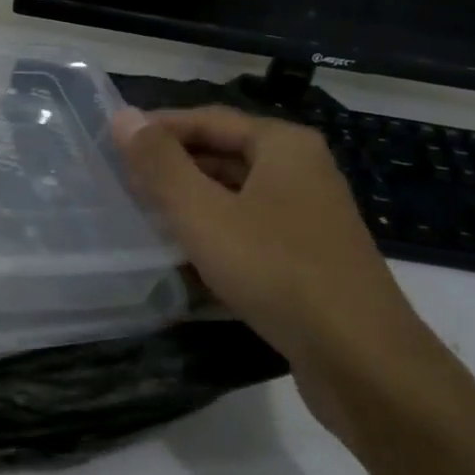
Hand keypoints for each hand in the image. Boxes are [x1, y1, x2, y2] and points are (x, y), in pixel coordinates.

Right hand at [112, 106, 437, 436]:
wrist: (360, 358)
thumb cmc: (276, 270)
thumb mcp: (204, 213)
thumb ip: (160, 164)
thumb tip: (123, 116)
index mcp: (284, 145)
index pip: (209, 118)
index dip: (159, 127)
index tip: (114, 143)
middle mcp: (302, 170)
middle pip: (225, 153)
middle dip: (174, 166)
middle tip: (123, 182)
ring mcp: (310, 215)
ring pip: (237, 194)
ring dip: (192, 201)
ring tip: (146, 215)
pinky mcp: (309, 256)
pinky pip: (252, 228)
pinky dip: (216, 232)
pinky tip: (186, 255)